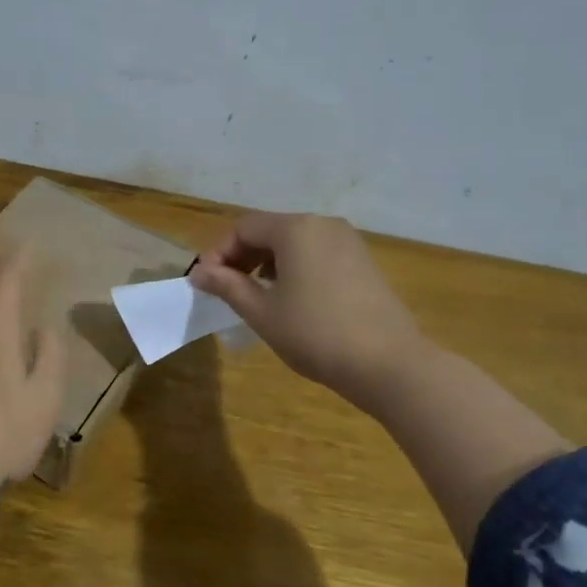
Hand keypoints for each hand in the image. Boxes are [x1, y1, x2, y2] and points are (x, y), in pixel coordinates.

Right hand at [190, 212, 427, 414]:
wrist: (388, 363)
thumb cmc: (315, 333)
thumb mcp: (262, 312)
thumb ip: (227, 286)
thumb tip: (198, 272)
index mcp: (295, 229)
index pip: (243, 227)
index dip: (219, 252)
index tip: (207, 283)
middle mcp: (322, 224)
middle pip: (270, 229)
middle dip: (243, 256)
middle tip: (227, 290)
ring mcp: (348, 241)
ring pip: (295, 241)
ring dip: (268, 262)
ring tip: (258, 295)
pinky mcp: (363, 260)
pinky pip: (317, 252)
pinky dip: (296, 267)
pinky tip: (293, 298)